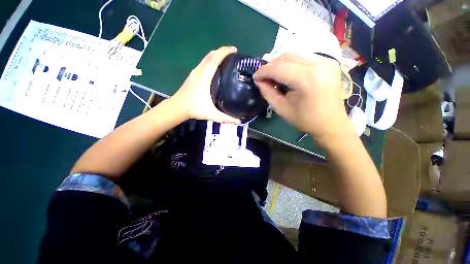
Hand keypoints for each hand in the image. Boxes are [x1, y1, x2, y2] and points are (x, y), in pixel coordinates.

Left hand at [170, 46, 240, 123]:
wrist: (177, 107)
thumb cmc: (194, 108)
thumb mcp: (212, 114)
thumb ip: (226, 118)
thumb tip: (239, 122)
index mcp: (204, 76)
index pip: (215, 58)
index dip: (225, 51)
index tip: (235, 50)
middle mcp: (199, 70)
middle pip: (211, 55)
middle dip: (222, 52)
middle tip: (233, 55)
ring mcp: (195, 72)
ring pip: (206, 58)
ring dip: (216, 55)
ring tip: (227, 60)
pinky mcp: (193, 75)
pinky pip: (203, 63)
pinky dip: (211, 61)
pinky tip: (216, 68)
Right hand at [254, 53, 352, 145]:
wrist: (331, 123)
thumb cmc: (306, 120)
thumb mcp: (282, 109)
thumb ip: (268, 93)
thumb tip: (259, 81)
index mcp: (308, 79)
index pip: (279, 68)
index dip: (263, 71)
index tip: (255, 77)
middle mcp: (319, 64)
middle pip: (287, 57)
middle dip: (271, 66)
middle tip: (264, 78)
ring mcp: (326, 61)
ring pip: (295, 54)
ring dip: (280, 64)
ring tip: (274, 76)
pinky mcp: (329, 62)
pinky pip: (304, 57)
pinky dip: (291, 64)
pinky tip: (287, 75)